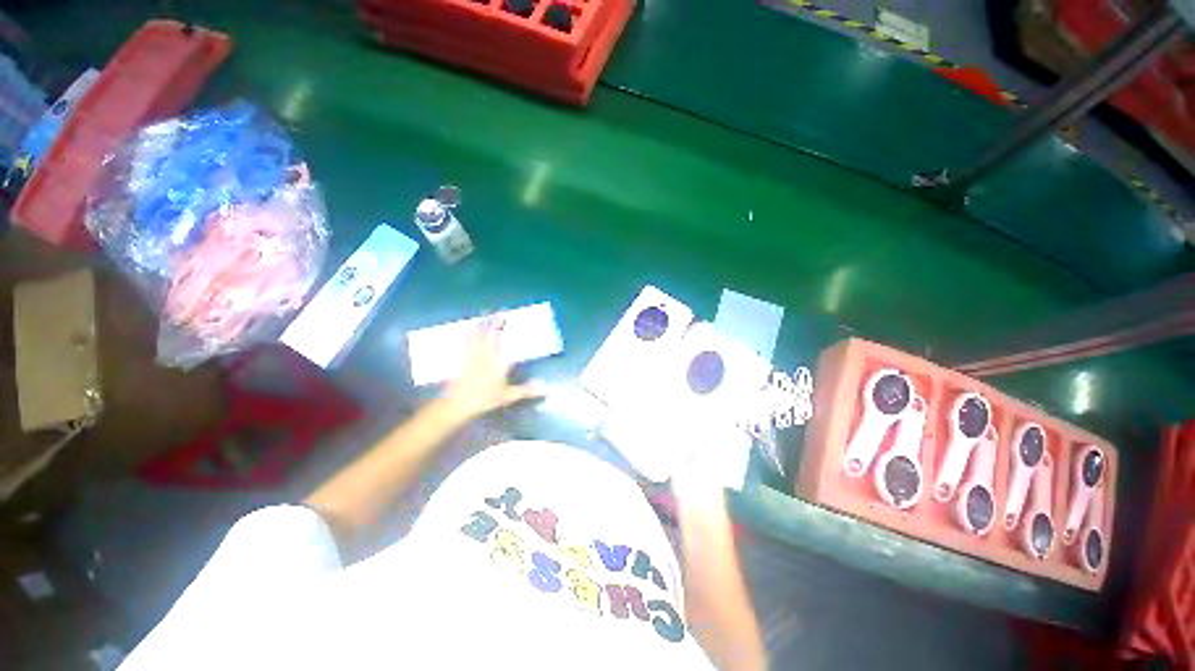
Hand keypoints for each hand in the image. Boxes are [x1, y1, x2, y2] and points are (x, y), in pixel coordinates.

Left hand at [444, 317, 542, 419]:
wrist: (457, 404)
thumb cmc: (484, 399)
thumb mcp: (508, 396)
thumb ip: (525, 390)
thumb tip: (544, 387)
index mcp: (497, 362)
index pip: (501, 340)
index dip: (503, 327)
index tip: (507, 318)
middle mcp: (484, 355)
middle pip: (487, 333)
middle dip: (493, 321)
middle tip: (499, 312)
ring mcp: (471, 355)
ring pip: (476, 335)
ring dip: (482, 324)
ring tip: (486, 316)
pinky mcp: (462, 359)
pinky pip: (467, 342)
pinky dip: (471, 333)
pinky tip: (472, 330)